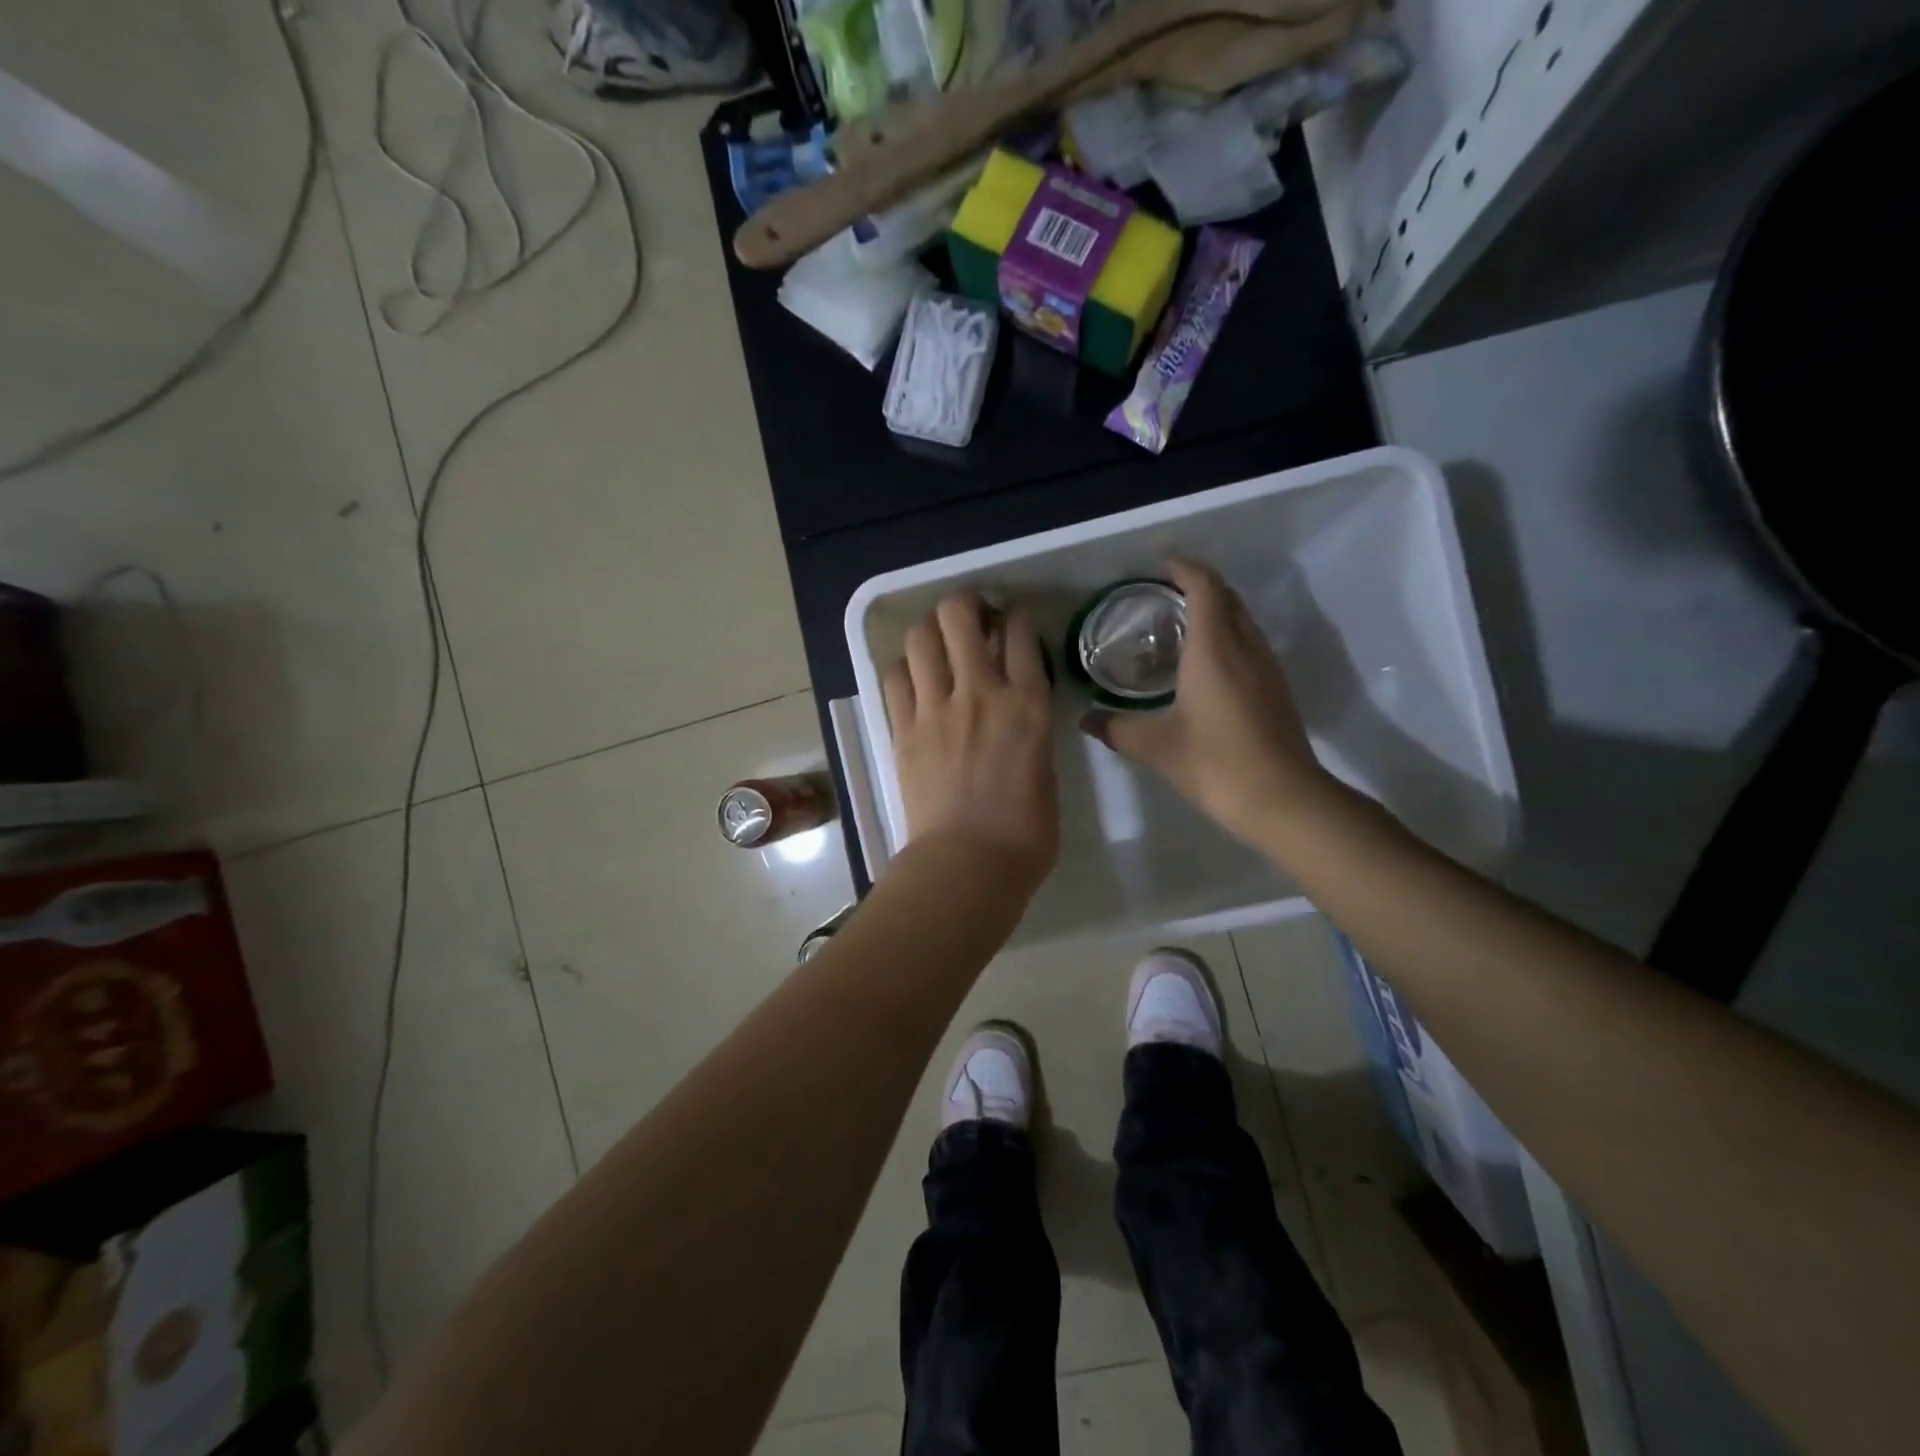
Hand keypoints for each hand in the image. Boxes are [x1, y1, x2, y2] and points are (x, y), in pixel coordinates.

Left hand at [882, 592, 1058, 893]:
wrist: (968, 865)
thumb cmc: (1024, 832)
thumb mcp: (1046, 768)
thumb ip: (1032, 727)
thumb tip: (1018, 707)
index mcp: (1028, 704)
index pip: (1020, 632)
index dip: (1015, 617)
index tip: (1011, 622)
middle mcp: (981, 692)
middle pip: (960, 616)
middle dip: (964, 605)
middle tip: (969, 618)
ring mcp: (935, 708)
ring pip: (920, 638)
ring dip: (930, 630)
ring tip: (937, 642)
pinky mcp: (903, 729)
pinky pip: (895, 678)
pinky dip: (905, 669)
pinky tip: (914, 680)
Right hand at [1081, 560, 1335, 846]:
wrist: (1283, 799)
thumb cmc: (1215, 763)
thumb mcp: (1156, 746)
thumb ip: (1116, 727)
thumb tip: (1085, 720)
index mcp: (1214, 648)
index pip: (1204, 586)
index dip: (1182, 568)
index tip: (1157, 566)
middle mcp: (1245, 646)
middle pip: (1227, 596)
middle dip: (1196, 585)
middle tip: (1160, 596)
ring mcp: (1266, 667)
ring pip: (1242, 619)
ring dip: (1214, 611)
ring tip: (1178, 627)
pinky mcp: (1276, 688)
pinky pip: (1249, 643)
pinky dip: (1226, 636)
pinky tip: (1204, 666)